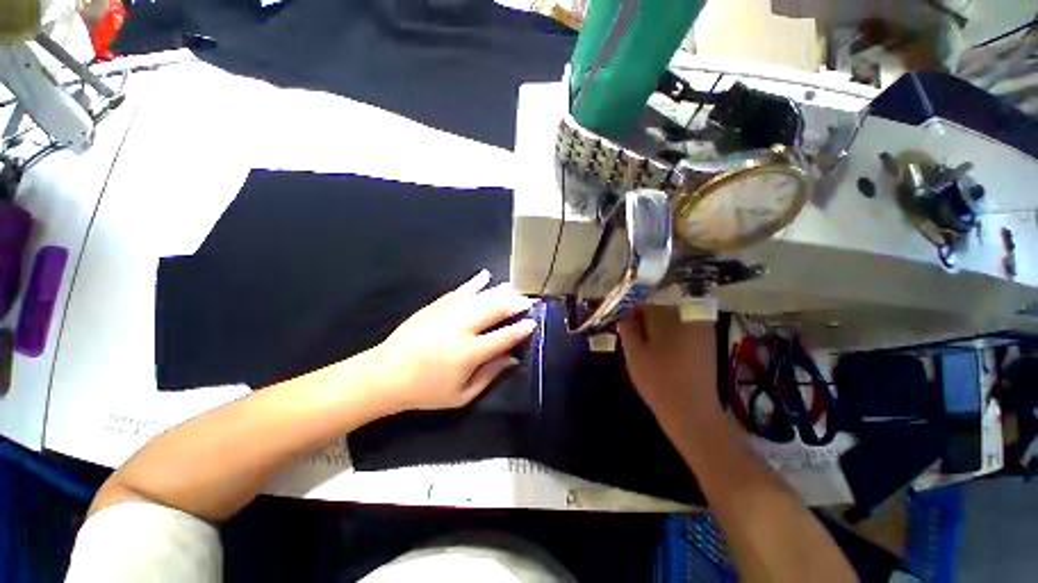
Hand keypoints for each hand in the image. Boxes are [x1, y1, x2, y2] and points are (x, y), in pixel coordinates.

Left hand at [373, 270, 535, 412]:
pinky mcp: (436, 305)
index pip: (504, 336)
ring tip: (514, 289)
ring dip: (500, 291)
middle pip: (495, 309)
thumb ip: (490, 375)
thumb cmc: (427, 391)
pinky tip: (486, 275)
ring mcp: (448, 313)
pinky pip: (460, 290)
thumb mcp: (462, 395)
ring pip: (481, 297)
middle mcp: (462, 328)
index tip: (532, 322)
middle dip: (514, 303)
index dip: (521, 328)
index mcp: (470, 353)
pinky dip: (475, 282)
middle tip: (527, 301)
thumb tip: (513, 358)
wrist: (386, 374)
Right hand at [617, 306, 718, 415]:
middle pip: (659, 310)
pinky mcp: (707, 343)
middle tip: (634, 340)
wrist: (691, 411)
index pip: (643, 305)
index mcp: (666, 317)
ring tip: (648, 349)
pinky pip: (683, 331)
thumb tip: (624, 313)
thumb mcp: (633, 353)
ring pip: (671, 321)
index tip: (623, 327)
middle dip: (645, 321)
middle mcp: (686, 318)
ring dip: (658, 329)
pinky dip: (671, 337)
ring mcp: (700, 330)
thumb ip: (627, 328)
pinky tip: (665, 354)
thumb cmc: (656, 380)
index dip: (630, 314)